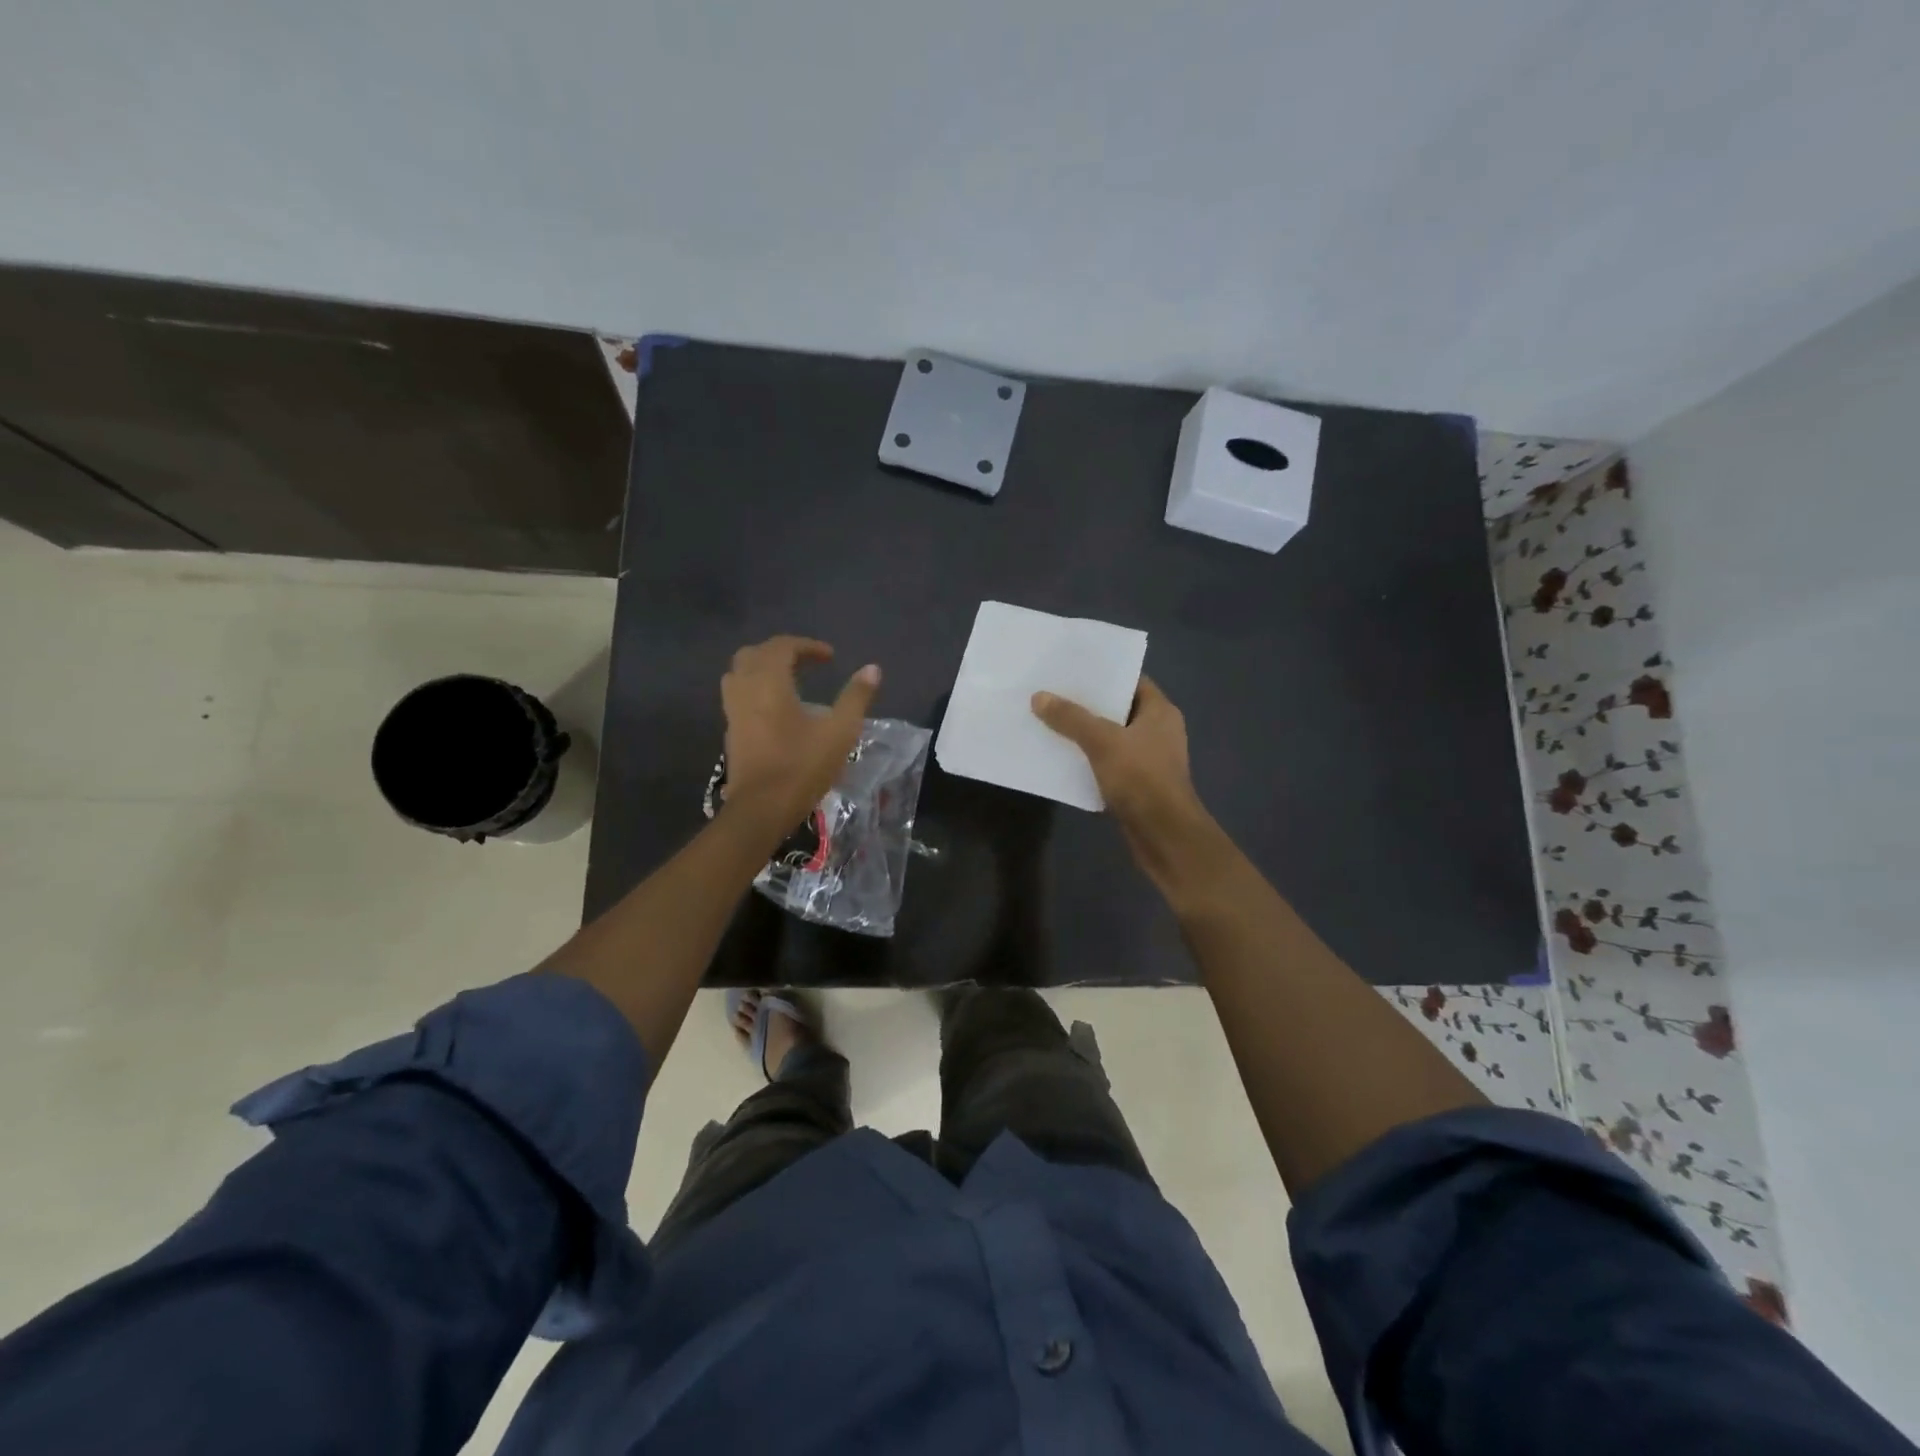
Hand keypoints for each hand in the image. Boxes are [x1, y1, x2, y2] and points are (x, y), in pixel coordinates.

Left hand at [721, 636, 879, 833]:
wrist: (761, 809)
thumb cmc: (802, 767)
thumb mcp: (839, 732)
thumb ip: (856, 697)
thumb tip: (872, 669)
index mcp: (769, 683)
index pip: (782, 646)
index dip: (807, 646)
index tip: (830, 657)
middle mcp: (745, 689)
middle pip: (754, 654)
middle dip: (781, 652)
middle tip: (807, 663)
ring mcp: (733, 711)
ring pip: (739, 673)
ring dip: (763, 668)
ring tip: (789, 680)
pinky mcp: (731, 731)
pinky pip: (737, 694)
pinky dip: (755, 688)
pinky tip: (776, 707)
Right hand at [1032, 677, 1213, 884]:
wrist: (1164, 835)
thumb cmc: (1141, 778)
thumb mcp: (1102, 742)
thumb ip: (1071, 718)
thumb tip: (1039, 696)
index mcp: (1160, 712)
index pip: (1131, 681)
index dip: (1103, 674)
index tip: (1070, 670)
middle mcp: (1158, 731)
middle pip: (1118, 709)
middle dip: (1086, 704)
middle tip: (1052, 693)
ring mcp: (1148, 759)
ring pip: (1111, 738)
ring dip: (1084, 733)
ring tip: (1049, 721)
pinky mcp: (1137, 784)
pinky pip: (1108, 763)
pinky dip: (1088, 759)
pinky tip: (1061, 757)